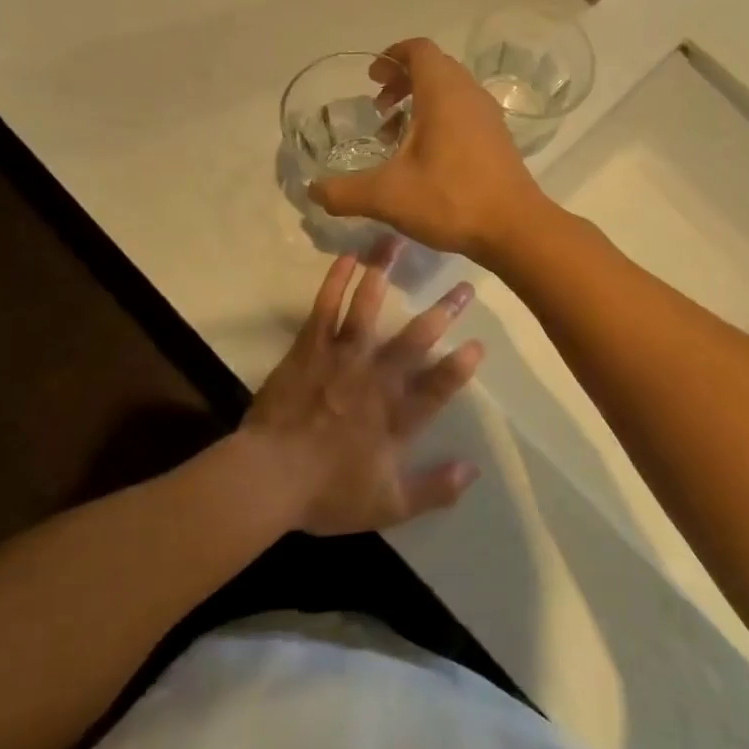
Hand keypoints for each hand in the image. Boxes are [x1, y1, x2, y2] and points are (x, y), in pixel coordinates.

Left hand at [244, 238, 483, 535]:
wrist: (267, 477)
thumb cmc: (327, 493)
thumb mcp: (388, 506)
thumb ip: (434, 489)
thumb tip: (474, 470)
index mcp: (396, 417)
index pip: (437, 388)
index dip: (460, 367)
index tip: (480, 343)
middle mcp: (374, 379)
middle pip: (414, 341)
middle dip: (442, 313)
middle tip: (465, 286)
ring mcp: (341, 359)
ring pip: (368, 310)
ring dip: (386, 276)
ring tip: (399, 243)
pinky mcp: (309, 348)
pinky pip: (325, 309)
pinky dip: (336, 281)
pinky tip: (348, 257)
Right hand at [307, 38, 549, 262]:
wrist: (515, 228)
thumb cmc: (451, 199)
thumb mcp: (387, 196)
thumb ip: (344, 192)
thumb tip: (312, 192)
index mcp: (443, 93)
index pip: (418, 49)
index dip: (392, 56)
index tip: (372, 78)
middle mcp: (469, 95)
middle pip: (434, 67)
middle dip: (402, 81)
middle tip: (379, 108)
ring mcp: (488, 117)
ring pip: (451, 92)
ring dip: (421, 103)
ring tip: (396, 137)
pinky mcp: (498, 139)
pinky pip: (464, 113)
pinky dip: (441, 120)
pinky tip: (426, 160)